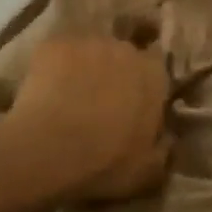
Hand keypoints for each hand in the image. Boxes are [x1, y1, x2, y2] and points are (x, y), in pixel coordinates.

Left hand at [5, 35, 171, 203]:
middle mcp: (125, 49)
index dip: (145, 78)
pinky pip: (60, 50)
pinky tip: (45, 86)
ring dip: (86, 64)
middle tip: (101, 95)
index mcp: (154, 75)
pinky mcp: (55, 43)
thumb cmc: (105, 162)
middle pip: (124, 51)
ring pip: (91, 48)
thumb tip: (166, 136)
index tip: (136, 95)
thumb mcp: (147, 169)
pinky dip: (55, 63)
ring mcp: (88, 42)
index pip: (157, 62)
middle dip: (116, 69)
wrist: (50, 149)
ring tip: (70, 90)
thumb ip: (162, 147)